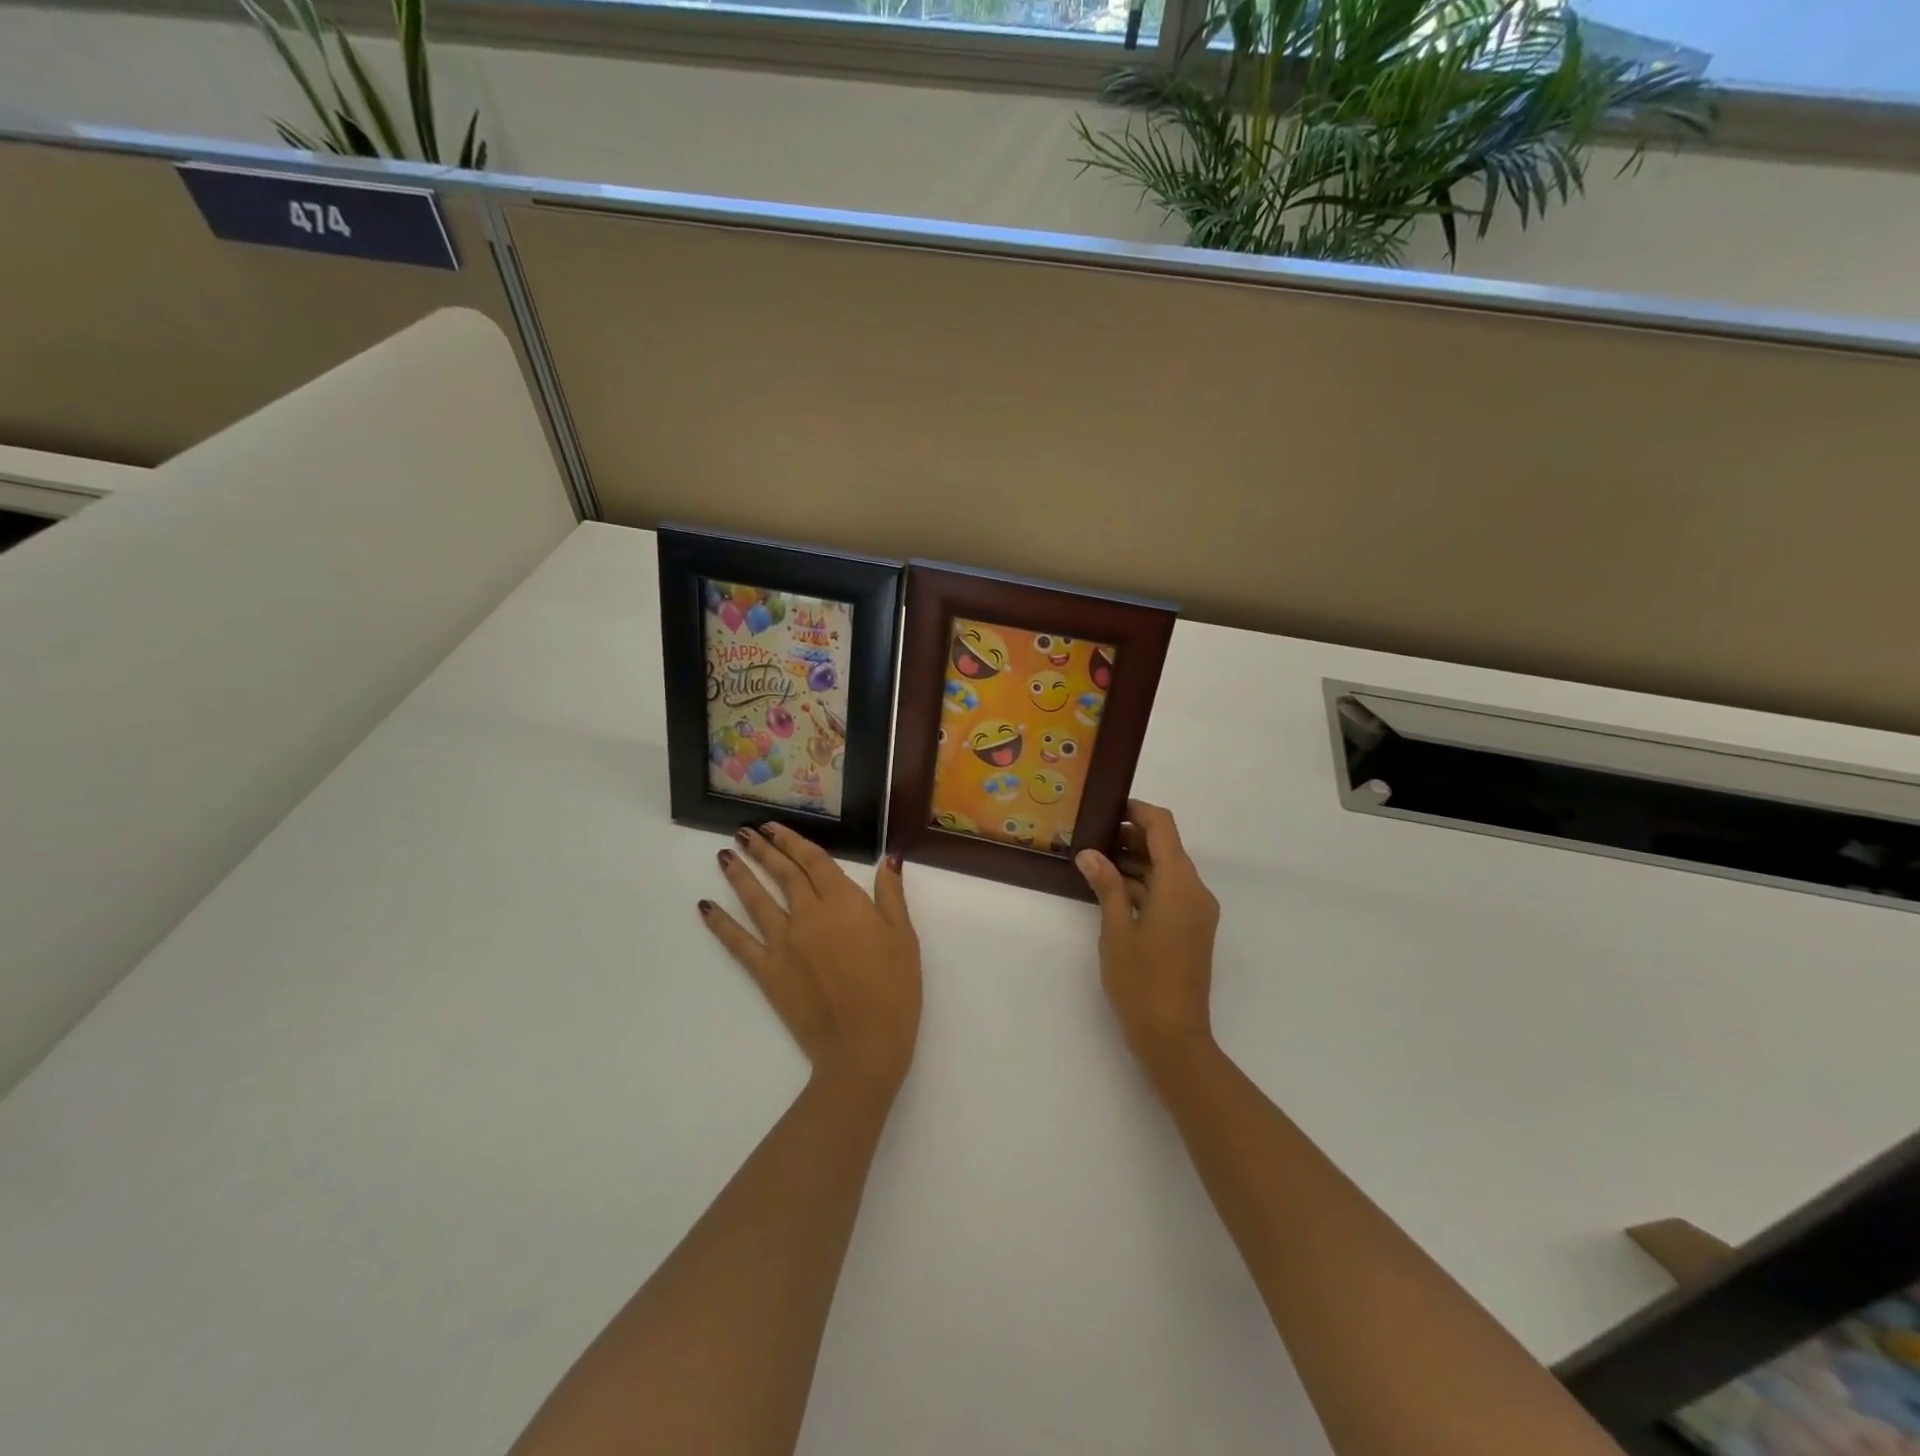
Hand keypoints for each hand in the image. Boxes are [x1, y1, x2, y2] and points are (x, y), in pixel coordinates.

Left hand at [700, 824, 921, 1100]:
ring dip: (740, 875)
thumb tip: (889, 858)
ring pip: (757, 900)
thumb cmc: (893, 989)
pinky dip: (720, 923)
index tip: (775, 827)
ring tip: (724, 855)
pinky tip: (706, 907)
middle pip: (782, 874)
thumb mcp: (904, 937)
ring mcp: (783, 943)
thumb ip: (892, 895)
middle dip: (764, 850)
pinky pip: (738, 942)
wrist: (863, 1045)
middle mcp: (807, 914)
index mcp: (843, 902)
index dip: (793, 841)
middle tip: (745, 832)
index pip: (813, 861)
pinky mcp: (767, 972)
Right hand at [1076, 800, 1219, 1076]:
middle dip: (1131, 837)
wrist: (1174, 1037)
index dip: (1138, 811)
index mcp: (1180, 884)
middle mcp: (1195, 891)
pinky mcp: (1192, 929)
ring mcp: (1196, 912)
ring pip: (1167, 871)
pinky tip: (1112, 889)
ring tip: (1095, 861)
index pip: (1163, 827)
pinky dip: (1144, 885)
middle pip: (1166, 848)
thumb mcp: (1116, 929)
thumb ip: (1106, 885)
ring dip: (1135, 862)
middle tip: (1091, 836)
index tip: (1108, 807)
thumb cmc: (1141, 981)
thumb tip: (1090, 853)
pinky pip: (1169, 893)